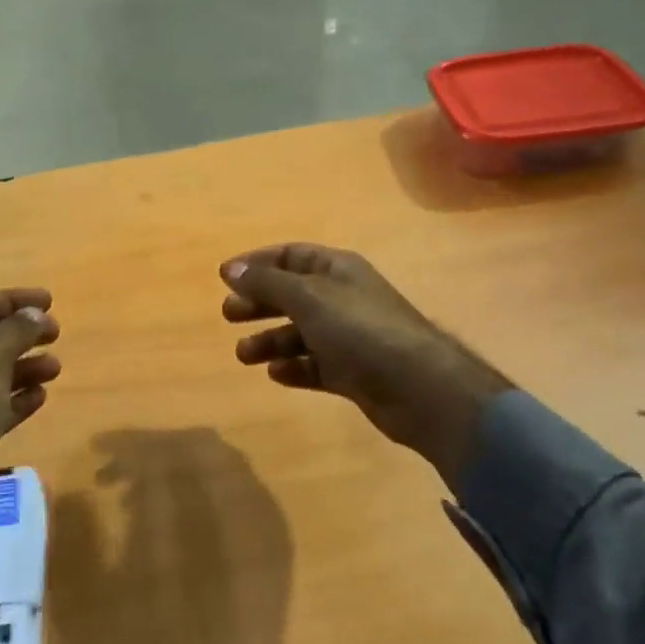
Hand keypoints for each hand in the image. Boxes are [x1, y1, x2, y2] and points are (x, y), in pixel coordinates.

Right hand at [220, 244, 510, 480]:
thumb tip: (229, 268)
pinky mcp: (354, 372)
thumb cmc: (360, 329)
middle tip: (229, 315)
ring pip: (300, 333)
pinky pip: (316, 365)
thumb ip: (266, 282)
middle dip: (259, 302)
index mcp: (337, 269)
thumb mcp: (307, 297)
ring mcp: (350, 336)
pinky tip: (276, 375)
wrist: (420, 387)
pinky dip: (294, 368)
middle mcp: (343, 298)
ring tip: (244, 355)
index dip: (257, 263)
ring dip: (270, 340)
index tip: (224, 278)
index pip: (290, 255)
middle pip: (292, 294)